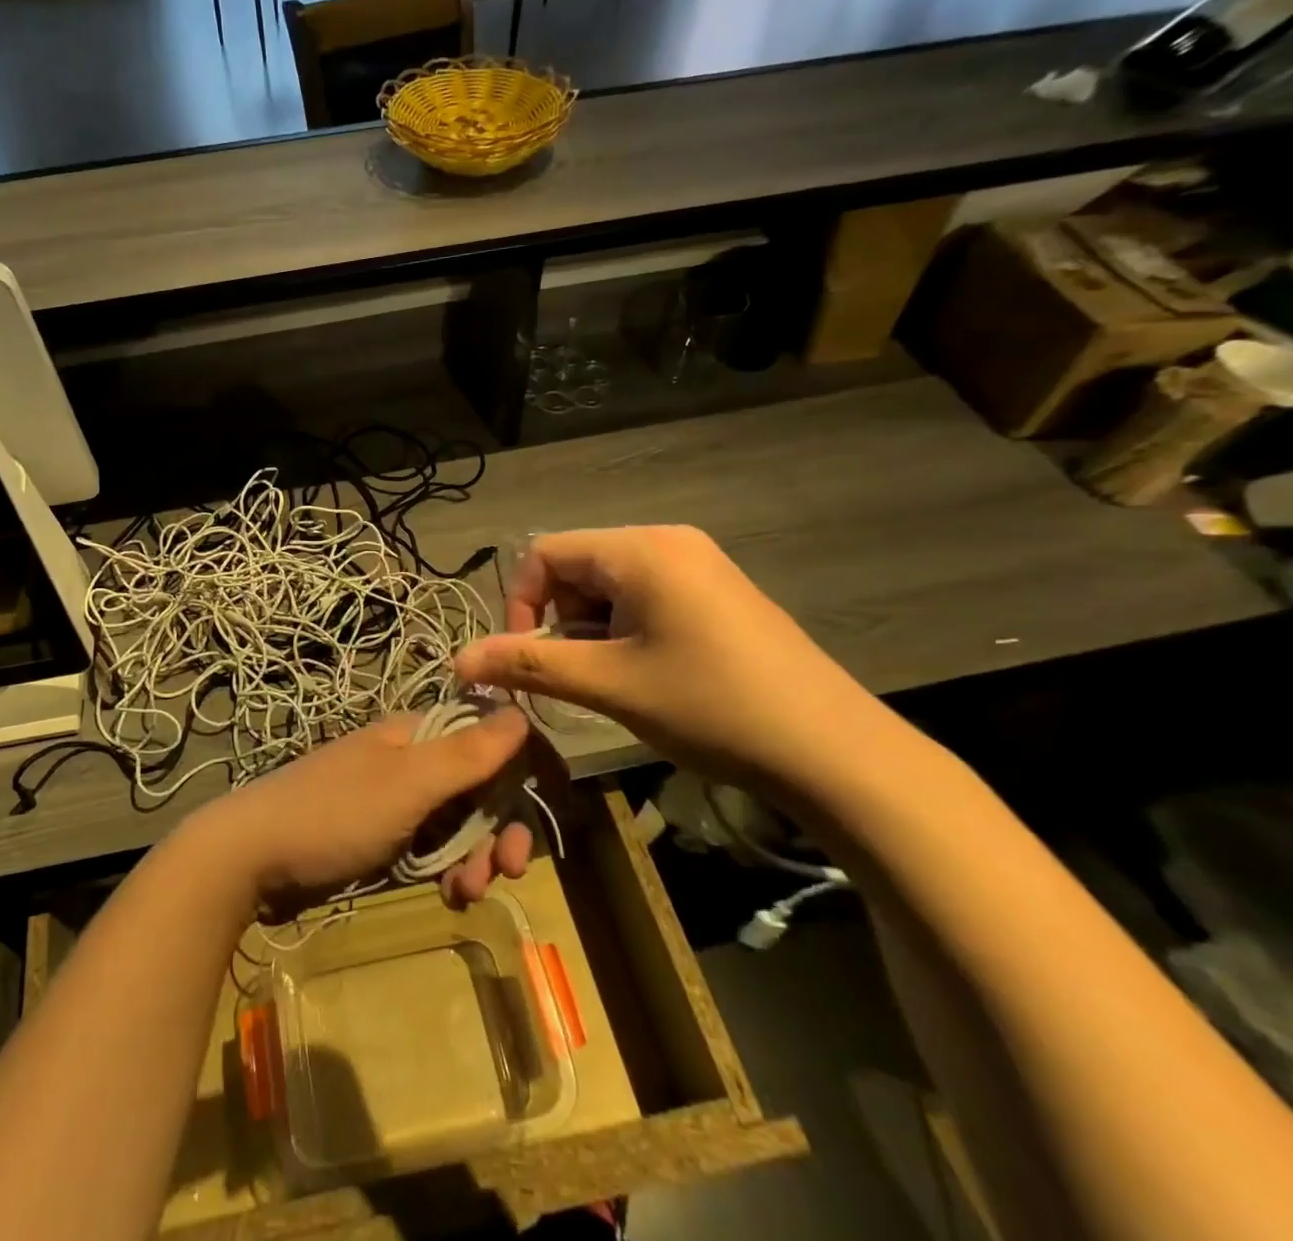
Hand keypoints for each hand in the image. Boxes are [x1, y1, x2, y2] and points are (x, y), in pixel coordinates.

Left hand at [201, 709, 542, 911]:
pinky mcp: (380, 834)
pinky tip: (446, 894)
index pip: (490, 736)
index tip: (548, 809)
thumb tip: (519, 711)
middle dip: (502, 826)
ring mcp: (395, 798)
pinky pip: (432, 846)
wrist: (250, 856)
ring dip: (476, 855)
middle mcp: (411, 759)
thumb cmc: (333, 813)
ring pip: (459, 820)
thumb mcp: (406, 784)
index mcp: (419, 734)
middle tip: (511, 870)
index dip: (524, 769)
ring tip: (467, 892)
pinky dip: (447, 868)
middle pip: (480, 785)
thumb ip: (466, 752)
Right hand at [454, 526, 895, 790]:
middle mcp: (668, 541)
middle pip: (576, 566)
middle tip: (573, 675)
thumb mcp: (609, 684)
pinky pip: (646, 595)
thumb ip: (528, 663)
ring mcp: (700, 565)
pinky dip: (625, 629)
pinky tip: (646, 673)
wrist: (834, 752)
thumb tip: (458, 660)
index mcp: (640, 549)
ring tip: (611, 680)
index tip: (527, 660)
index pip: (544, 553)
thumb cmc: (711, 707)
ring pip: (609, 584)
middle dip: (559, 619)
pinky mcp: (718, 592)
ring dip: (591, 629)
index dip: (520, 604)